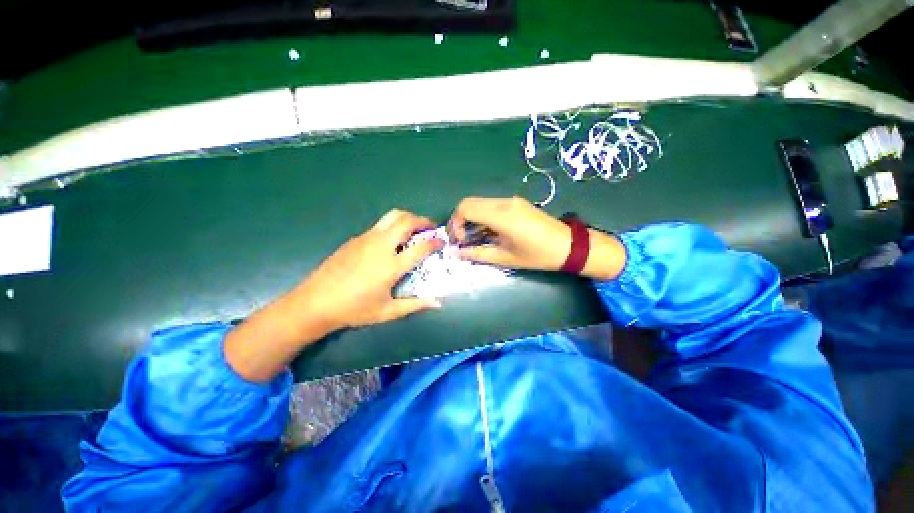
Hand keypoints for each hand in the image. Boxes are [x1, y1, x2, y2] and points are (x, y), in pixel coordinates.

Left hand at [292, 209, 442, 331]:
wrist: (315, 301)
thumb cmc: (354, 309)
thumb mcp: (387, 311)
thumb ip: (415, 305)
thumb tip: (438, 303)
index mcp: (391, 265)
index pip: (421, 247)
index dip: (435, 243)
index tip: (442, 242)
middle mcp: (381, 246)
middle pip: (406, 221)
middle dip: (423, 221)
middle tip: (431, 227)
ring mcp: (367, 239)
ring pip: (392, 216)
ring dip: (408, 218)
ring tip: (415, 228)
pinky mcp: (356, 238)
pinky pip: (380, 225)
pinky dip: (393, 225)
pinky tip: (392, 240)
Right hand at [448, 197, 626, 279]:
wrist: (569, 246)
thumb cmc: (537, 256)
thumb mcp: (505, 258)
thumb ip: (478, 254)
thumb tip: (457, 253)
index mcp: (501, 216)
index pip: (465, 208)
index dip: (456, 224)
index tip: (461, 241)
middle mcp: (504, 203)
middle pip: (469, 202)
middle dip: (460, 220)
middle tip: (464, 239)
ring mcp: (511, 200)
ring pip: (480, 202)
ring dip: (471, 218)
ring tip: (476, 237)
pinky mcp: (516, 202)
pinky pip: (491, 205)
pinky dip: (482, 215)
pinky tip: (489, 231)